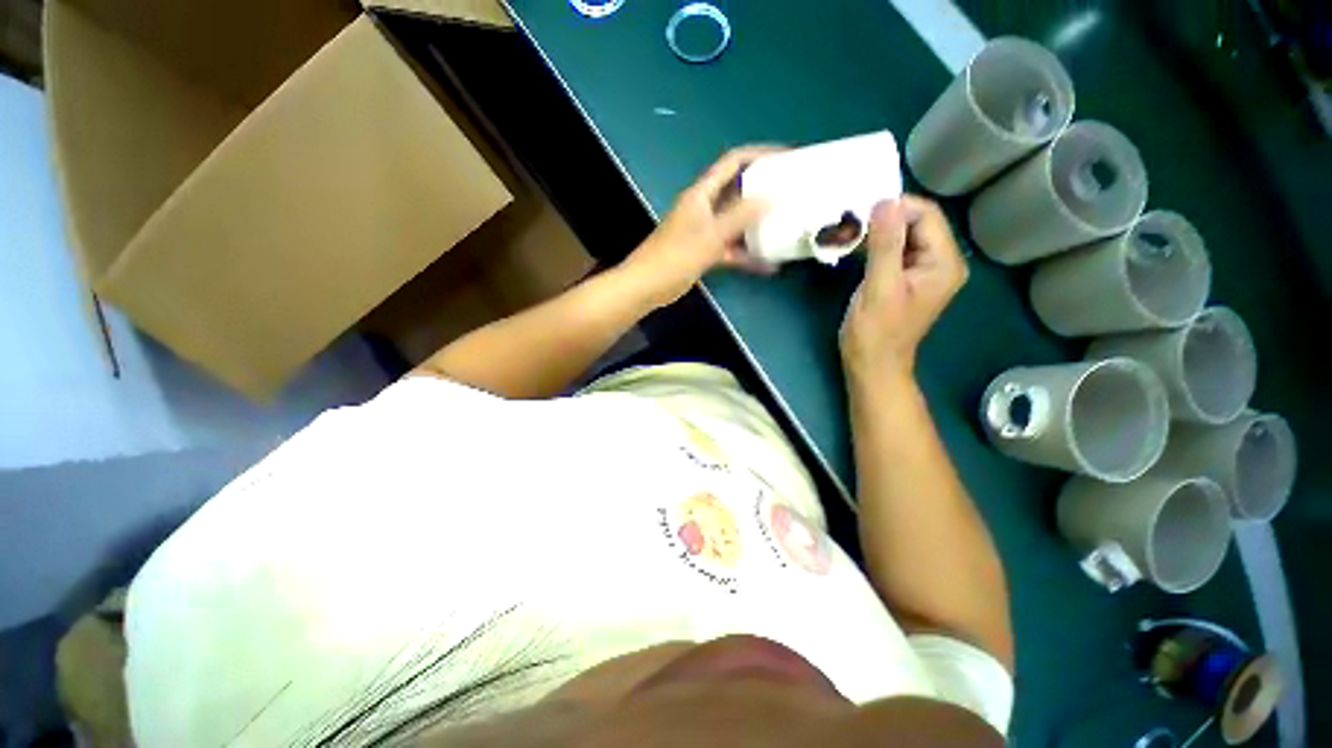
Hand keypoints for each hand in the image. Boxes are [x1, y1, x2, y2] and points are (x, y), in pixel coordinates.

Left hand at [621, 146, 780, 306]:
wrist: (647, 286)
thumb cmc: (675, 256)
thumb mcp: (711, 235)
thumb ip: (740, 216)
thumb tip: (771, 197)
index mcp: (702, 193)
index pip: (733, 162)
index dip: (760, 154)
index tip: (786, 158)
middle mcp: (704, 207)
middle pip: (737, 191)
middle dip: (764, 190)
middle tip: (792, 192)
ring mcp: (704, 231)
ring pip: (736, 222)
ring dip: (758, 225)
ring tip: (786, 226)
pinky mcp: (705, 252)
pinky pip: (731, 248)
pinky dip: (747, 255)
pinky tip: (768, 264)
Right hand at [840, 196, 967, 379]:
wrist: (872, 365)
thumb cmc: (875, 332)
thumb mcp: (879, 287)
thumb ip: (885, 245)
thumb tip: (884, 202)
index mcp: (944, 262)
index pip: (927, 215)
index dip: (895, 208)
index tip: (860, 216)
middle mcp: (942, 261)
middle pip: (917, 222)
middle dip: (885, 219)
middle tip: (852, 227)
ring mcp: (924, 270)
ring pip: (904, 234)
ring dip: (878, 232)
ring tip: (851, 237)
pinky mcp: (907, 277)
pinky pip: (896, 249)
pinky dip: (877, 246)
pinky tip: (857, 250)